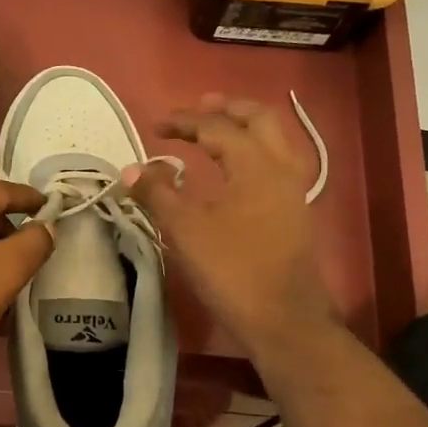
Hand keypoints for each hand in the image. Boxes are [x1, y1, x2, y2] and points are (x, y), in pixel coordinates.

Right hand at [126, 95, 340, 362]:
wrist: (283, 319)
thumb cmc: (232, 270)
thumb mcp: (185, 230)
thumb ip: (157, 193)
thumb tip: (131, 169)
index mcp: (255, 164)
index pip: (217, 128)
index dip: (184, 122)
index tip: (156, 126)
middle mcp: (282, 167)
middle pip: (259, 119)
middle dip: (227, 109)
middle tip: (198, 107)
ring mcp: (294, 191)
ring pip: (275, 140)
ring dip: (245, 127)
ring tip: (218, 130)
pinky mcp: (296, 213)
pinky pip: (278, 164)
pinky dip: (255, 152)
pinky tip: (236, 170)